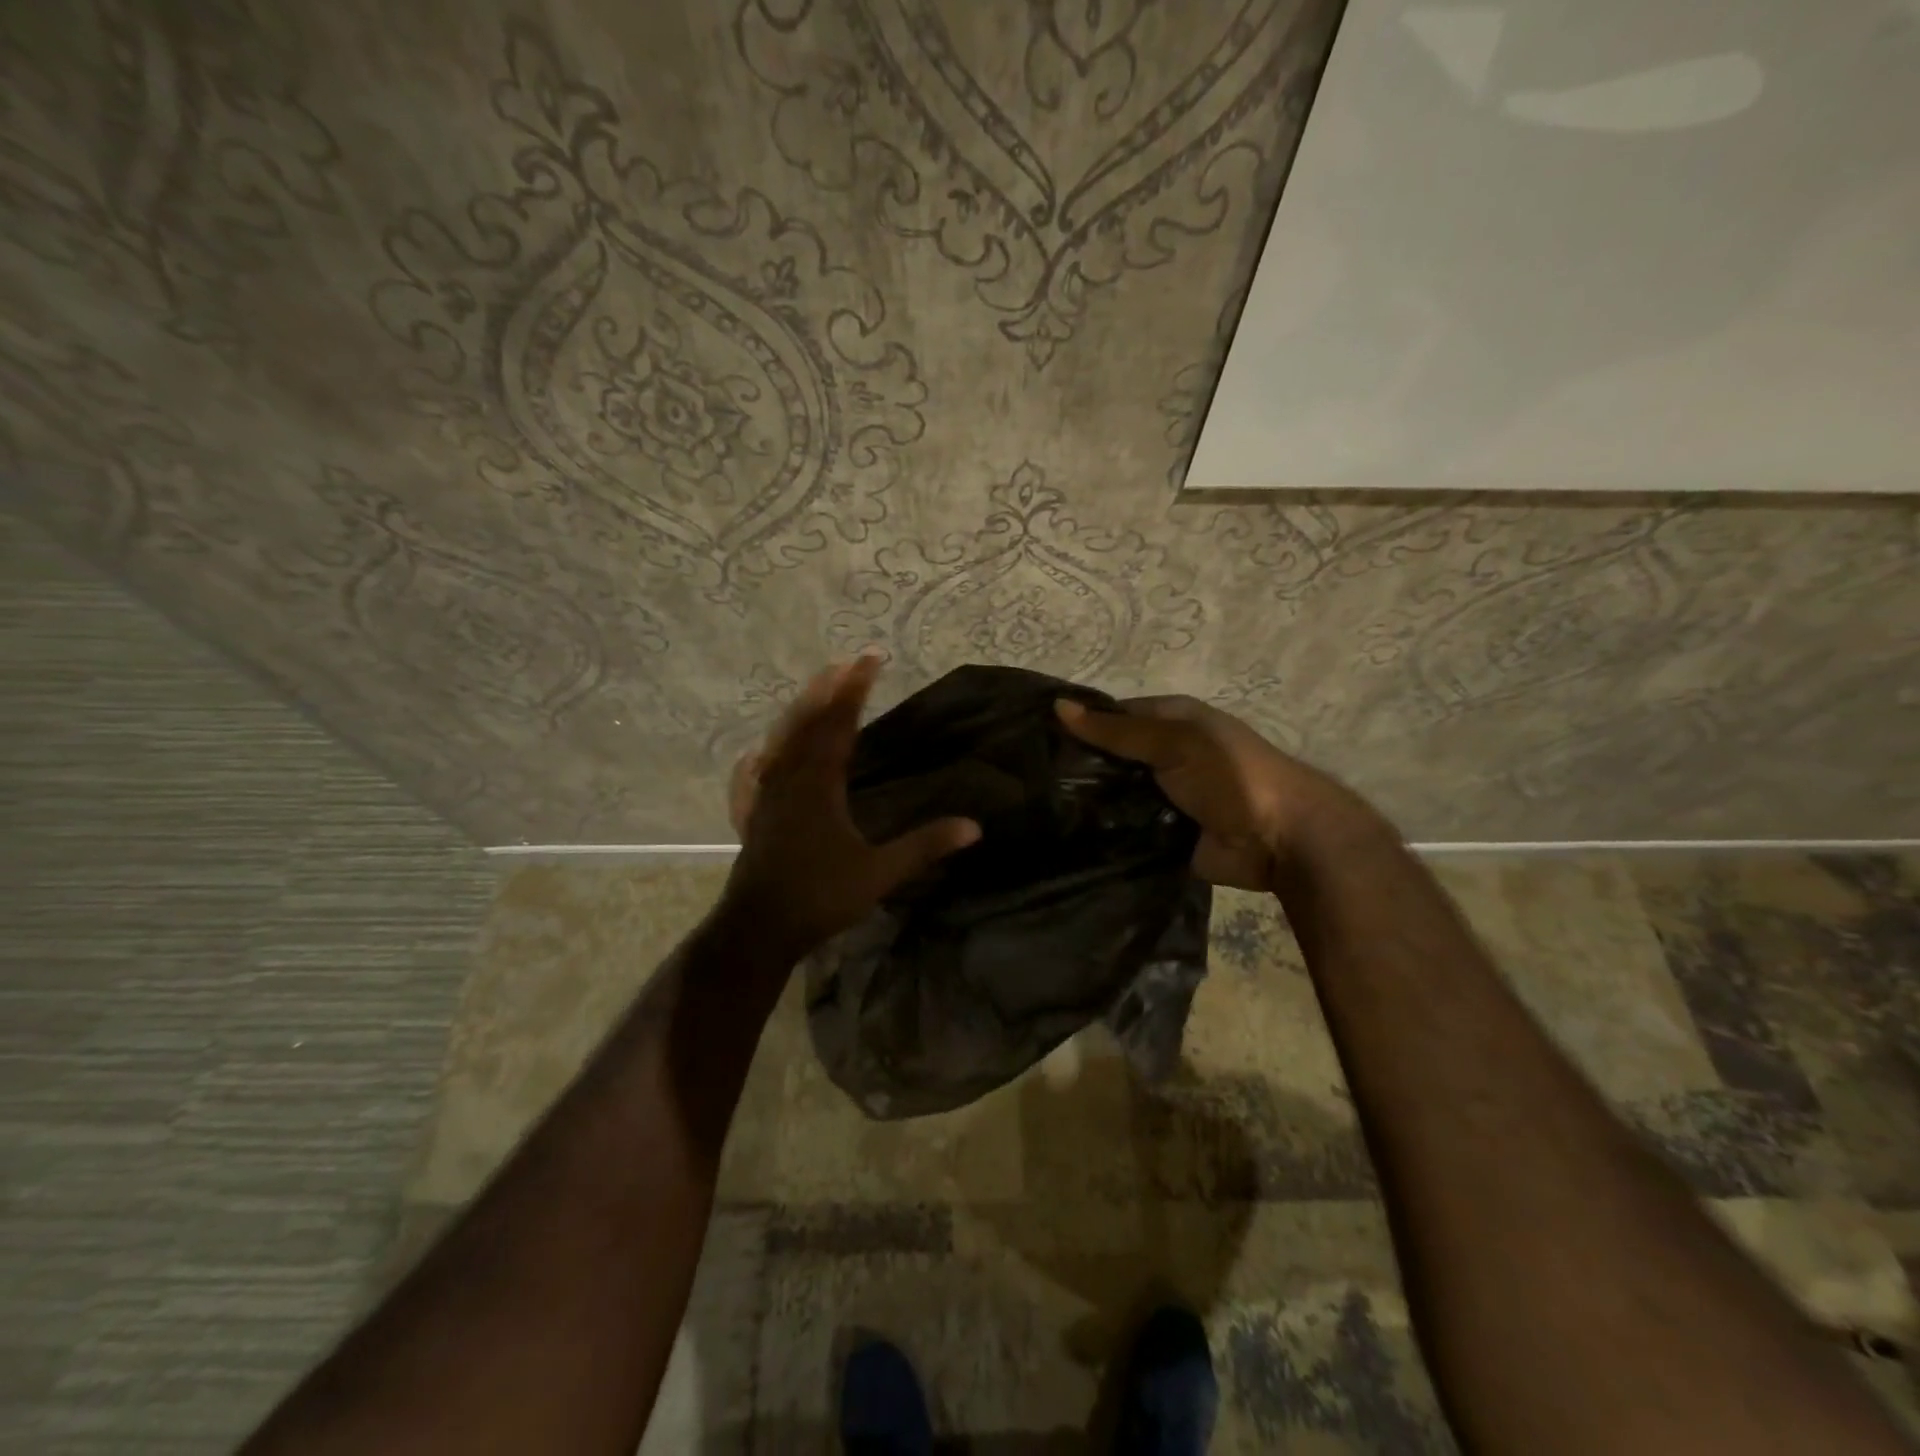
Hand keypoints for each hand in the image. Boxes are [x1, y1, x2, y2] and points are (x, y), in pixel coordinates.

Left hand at [722, 655, 979, 958]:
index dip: (855, 689)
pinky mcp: (753, 816)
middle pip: (806, 722)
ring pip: (780, 743)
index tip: (870, 658)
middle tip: (845, 662)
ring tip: (813, 692)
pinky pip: (756, 775)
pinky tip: (758, 755)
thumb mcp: (879, 874)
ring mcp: (765, 796)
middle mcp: (789, 779)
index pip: (839, 724)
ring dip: (799, 713)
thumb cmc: (820, 897)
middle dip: (827, 690)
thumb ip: (924, 846)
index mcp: (819, 784)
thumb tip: (974, 827)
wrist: (758, 929)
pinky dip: (763, 757)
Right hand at [1055, 695, 1369, 891]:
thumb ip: (1117, 731)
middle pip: (1110, 756)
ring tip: (1037, 806)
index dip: (1079, 722)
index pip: (1113, 715)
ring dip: (1086, 800)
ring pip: (1113, 793)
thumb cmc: (1230, 774)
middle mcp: (1163, 755)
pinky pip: (1123, 827)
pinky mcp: (1160, 833)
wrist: (1279, 839)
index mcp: (1170, 721)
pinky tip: (1063, 832)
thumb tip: (1057, 707)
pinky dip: (1101, 829)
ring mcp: (1161, 796)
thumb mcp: (1174, 742)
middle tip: (1027, 776)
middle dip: (1078, 765)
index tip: (1034, 735)